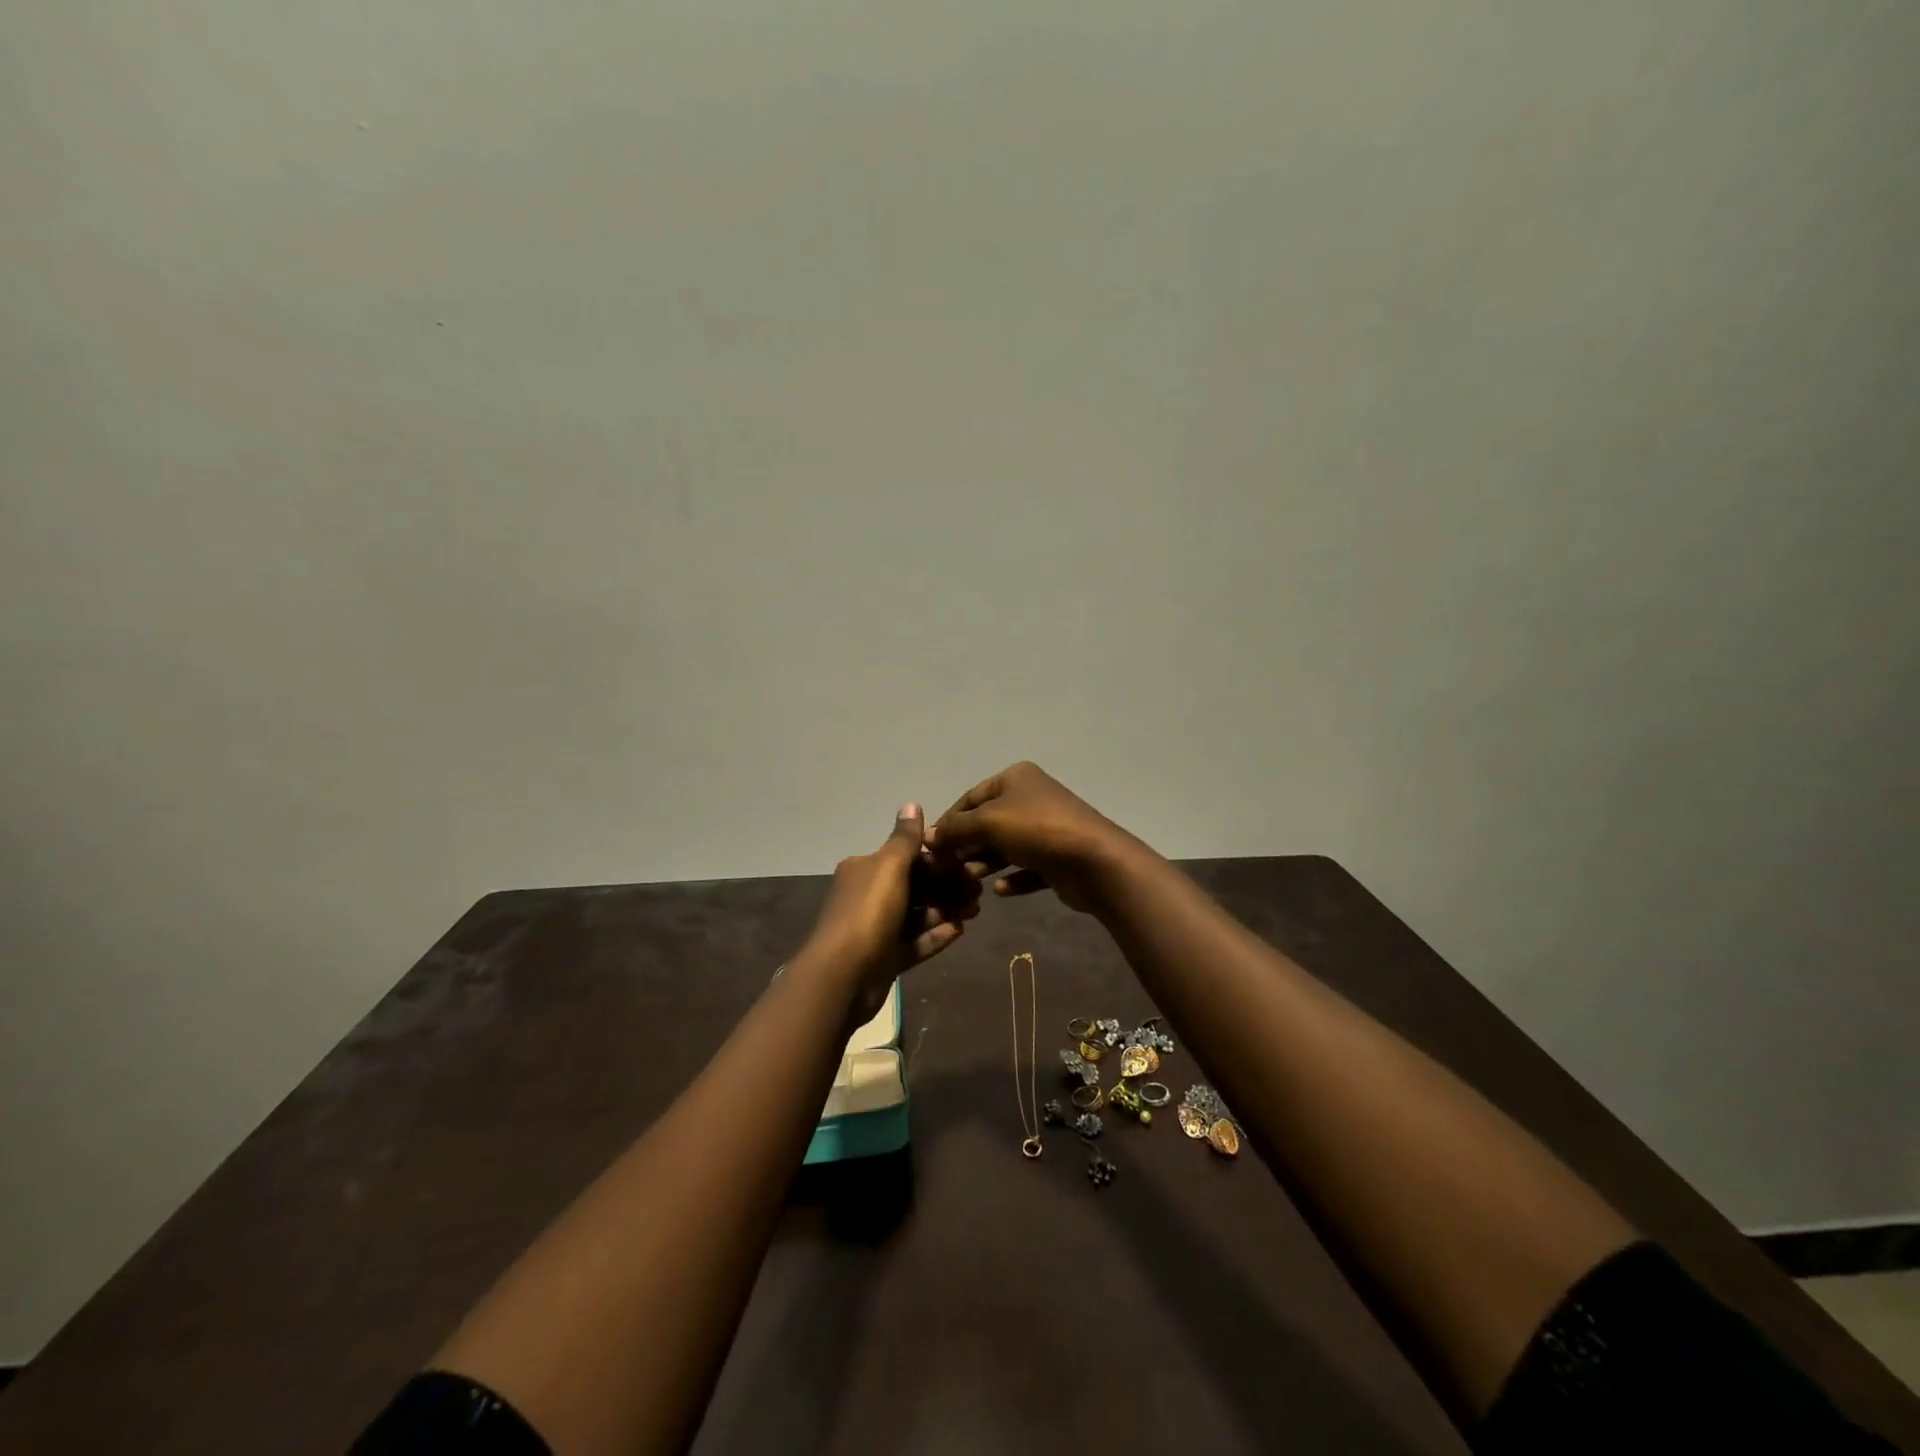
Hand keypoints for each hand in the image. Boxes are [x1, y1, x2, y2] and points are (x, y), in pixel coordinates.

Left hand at [798, 803, 979, 1022]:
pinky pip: (914, 942)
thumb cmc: (867, 913)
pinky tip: (960, 931)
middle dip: (946, 886)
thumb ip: (905, 838)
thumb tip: (911, 803)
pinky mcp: (884, 958)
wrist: (842, 977)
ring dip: (945, 910)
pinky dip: (935, 935)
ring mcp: (875, 929)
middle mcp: (867, 895)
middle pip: (914, 886)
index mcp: (864, 869)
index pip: (906, 857)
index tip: (967, 863)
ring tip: (974, 910)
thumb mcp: (888, 867)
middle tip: (978, 891)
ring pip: (917, 914)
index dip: (937, 859)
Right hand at [927, 762, 1135, 913]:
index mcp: (1015, 779)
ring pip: (1006, 847)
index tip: (930, 848)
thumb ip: (955, 829)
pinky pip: (1027, 868)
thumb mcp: (988, 822)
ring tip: (969, 882)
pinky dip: (1012, 878)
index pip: (970, 798)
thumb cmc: (1036, 830)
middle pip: (988, 823)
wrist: (1094, 861)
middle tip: (947, 870)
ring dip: (985, 864)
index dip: (948, 821)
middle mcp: (1031, 798)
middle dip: (966, 845)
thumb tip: (927, 836)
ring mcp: (1047, 828)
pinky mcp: (1058, 857)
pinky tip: (999, 892)